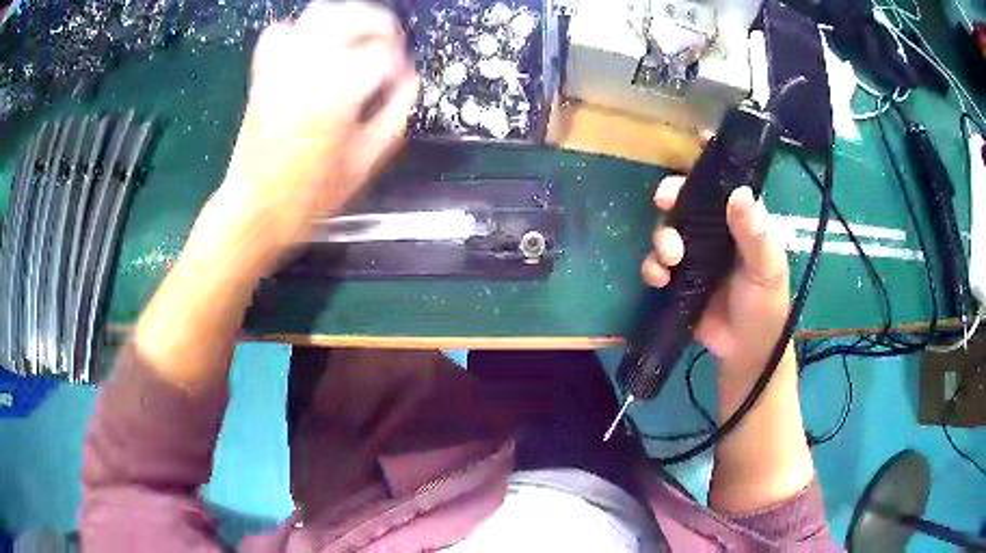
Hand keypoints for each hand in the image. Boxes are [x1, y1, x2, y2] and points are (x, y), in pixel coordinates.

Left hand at [192, 1, 418, 277]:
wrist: (253, 211)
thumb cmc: (309, 197)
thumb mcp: (365, 163)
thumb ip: (395, 115)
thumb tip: (410, 82)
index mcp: (339, 93)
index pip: (383, 52)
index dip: (399, 62)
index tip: (399, 79)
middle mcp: (310, 68)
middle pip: (355, 16)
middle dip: (381, 24)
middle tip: (389, 44)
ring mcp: (282, 66)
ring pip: (319, 12)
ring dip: (346, 17)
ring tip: (357, 36)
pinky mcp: (262, 74)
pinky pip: (279, 32)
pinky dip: (299, 30)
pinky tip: (311, 47)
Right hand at [642, 176, 790, 376]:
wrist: (745, 350)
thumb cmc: (765, 304)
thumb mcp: (767, 268)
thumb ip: (754, 233)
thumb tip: (738, 193)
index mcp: (741, 221)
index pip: (726, 182)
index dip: (712, 159)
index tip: (698, 139)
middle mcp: (715, 230)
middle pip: (687, 199)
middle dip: (673, 195)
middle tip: (665, 200)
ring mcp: (695, 254)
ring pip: (668, 228)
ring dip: (661, 236)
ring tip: (670, 258)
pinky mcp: (678, 278)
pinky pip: (657, 263)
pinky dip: (653, 267)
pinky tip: (659, 278)